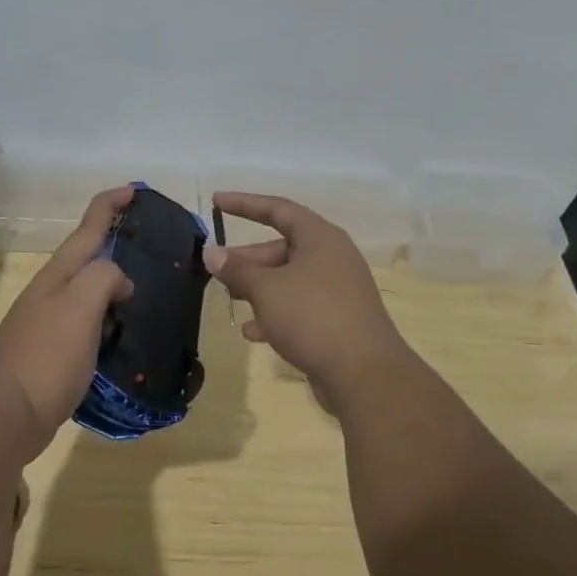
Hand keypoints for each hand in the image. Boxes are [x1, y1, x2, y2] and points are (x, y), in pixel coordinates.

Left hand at [0, 185, 134, 455]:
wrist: (3, 415)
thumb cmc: (45, 356)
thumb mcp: (80, 307)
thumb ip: (104, 278)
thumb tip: (120, 282)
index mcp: (58, 275)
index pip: (88, 228)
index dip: (110, 204)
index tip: (134, 189)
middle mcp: (51, 293)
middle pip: (86, 258)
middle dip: (113, 244)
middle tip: (148, 244)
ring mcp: (48, 323)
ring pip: (87, 292)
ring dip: (112, 284)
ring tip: (144, 290)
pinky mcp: (52, 354)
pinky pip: (87, 324)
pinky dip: (108, 320)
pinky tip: (122, 335)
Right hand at [204, 192, 413, 406]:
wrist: (364, 373)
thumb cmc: (312, 316)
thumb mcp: (267, 289)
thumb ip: (237, 269)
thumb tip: (212, 253)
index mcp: (320, 238)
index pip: (278, 209)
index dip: (245, 204)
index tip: (216, 202)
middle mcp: (332, 258)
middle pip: (282, 248)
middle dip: (247, 259)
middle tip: (217, 270)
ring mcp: (337, 290)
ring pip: (289, 279)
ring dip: (258, 288)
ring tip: (231, 300)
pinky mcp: (338, 320)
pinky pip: (299, 307)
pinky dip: (276, 314)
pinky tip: (254, 333)